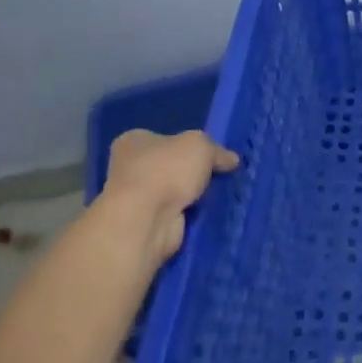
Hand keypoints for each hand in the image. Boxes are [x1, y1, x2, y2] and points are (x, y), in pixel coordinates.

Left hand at [102, 129, 239, 263]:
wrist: (146, 221)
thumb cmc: (166, 171)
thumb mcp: (200, 145)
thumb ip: (216, 150)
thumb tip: (231, 160)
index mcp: (134, 142)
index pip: (165, 138)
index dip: (190, 145)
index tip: (213, 154)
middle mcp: (130, 168)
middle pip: (171, 166)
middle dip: (194, 172)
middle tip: (221, 174)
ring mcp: (137, 199)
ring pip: (175, 192)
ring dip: (195, 196)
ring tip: (221, 194)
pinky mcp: (147, 224)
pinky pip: (177, 214)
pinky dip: (192, 215)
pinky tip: (210, 213)